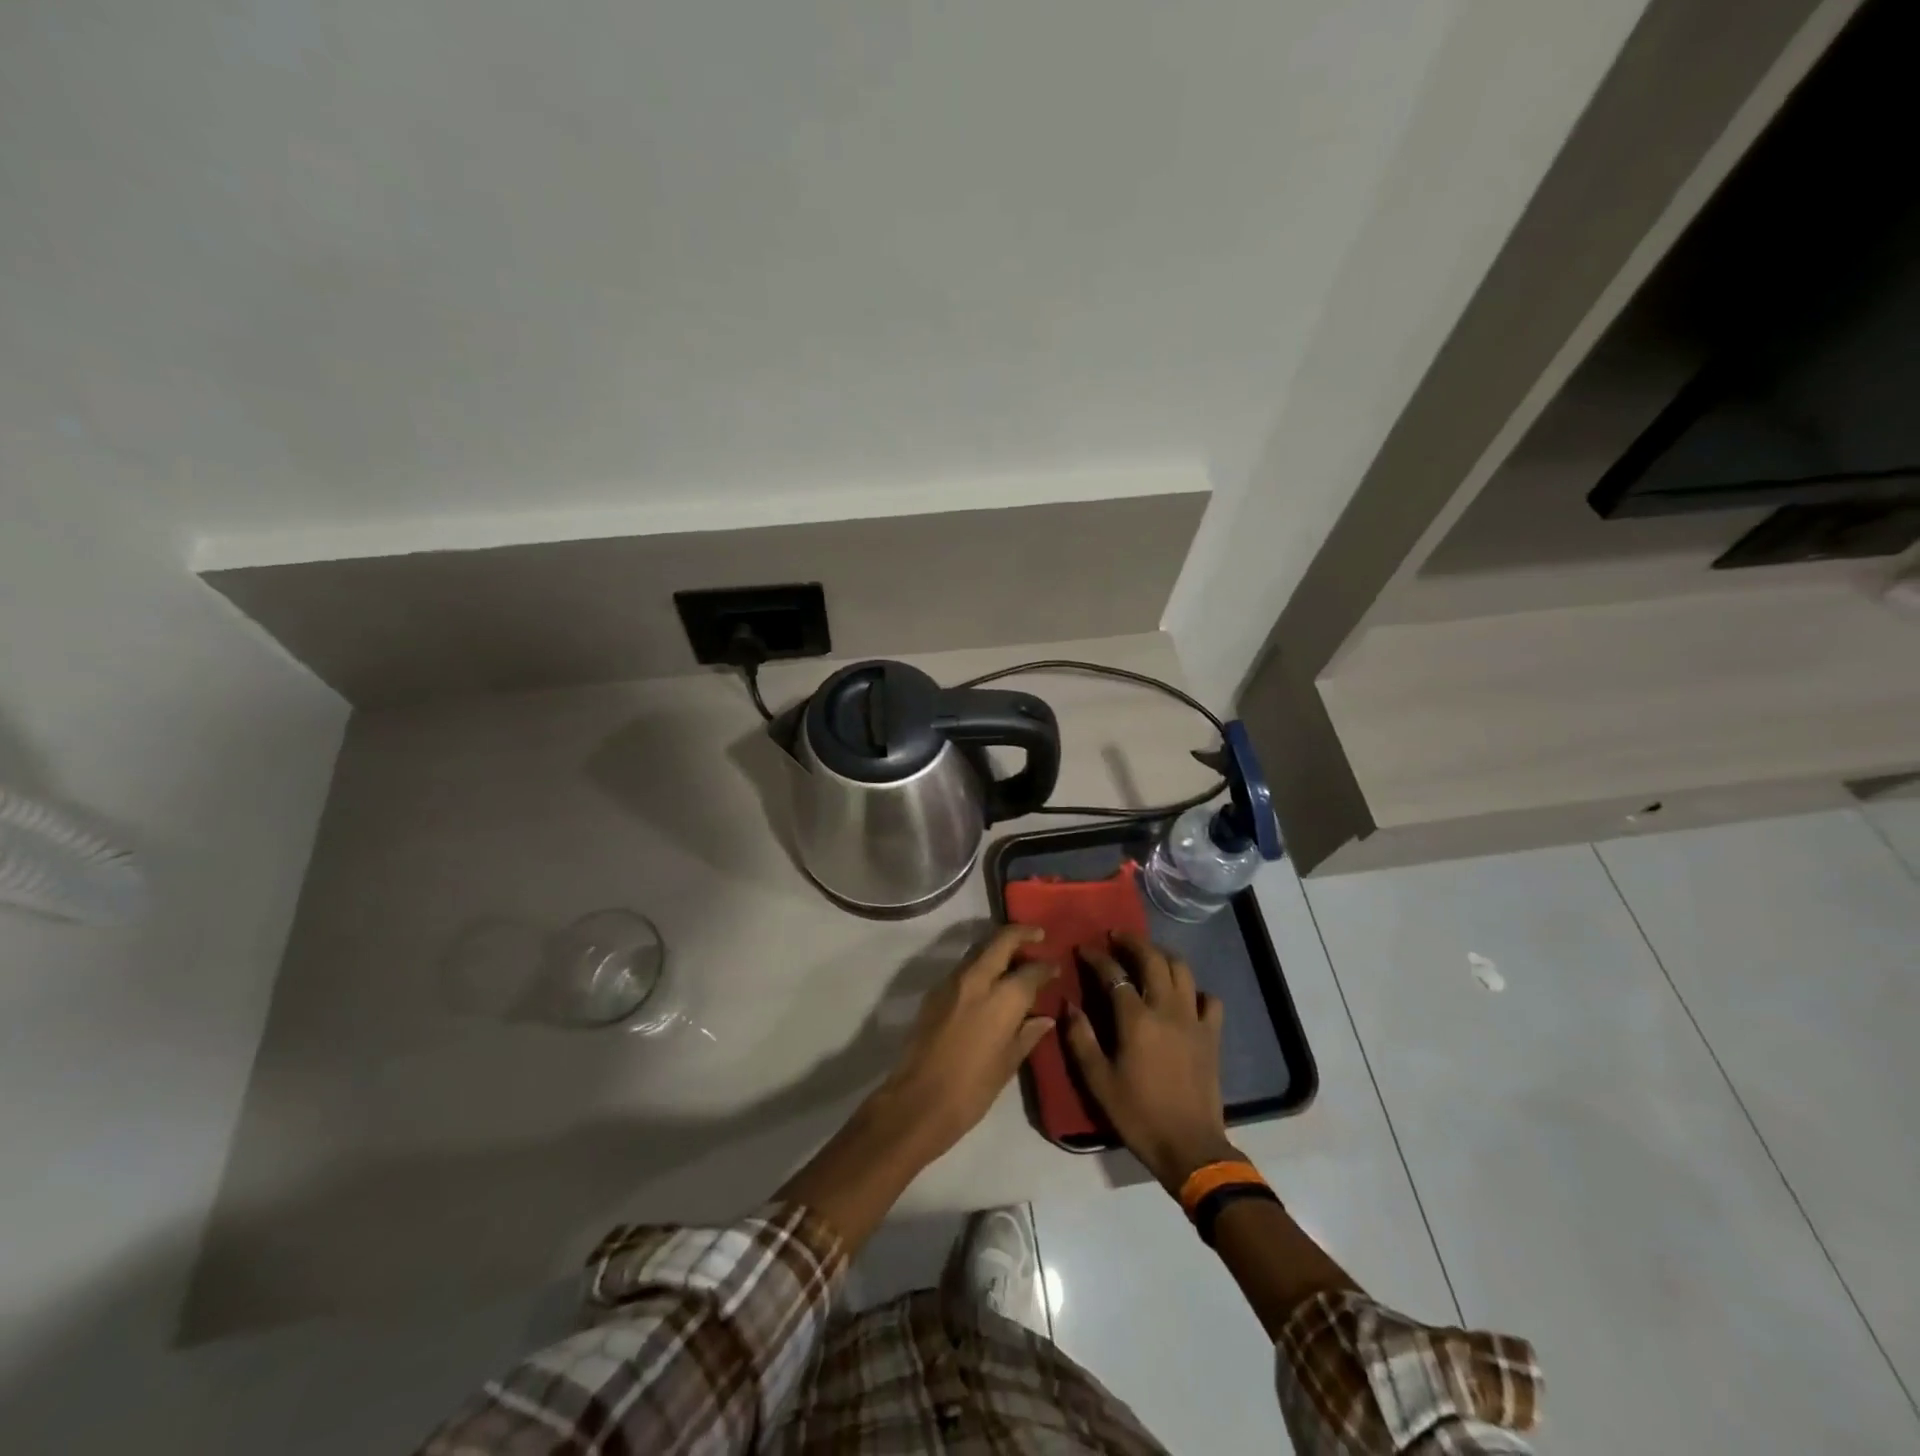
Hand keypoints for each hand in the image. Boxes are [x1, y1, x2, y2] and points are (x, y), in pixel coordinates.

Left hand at [867, 924, 1055, 1162]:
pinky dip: (981, 965)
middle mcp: (978, 980)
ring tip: (1014, 958)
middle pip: (1001, 941)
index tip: (1056, 967)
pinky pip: (964, 967)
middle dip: (1022, 933)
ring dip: (998, 947)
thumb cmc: (972, 1089)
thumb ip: (1028, 1034)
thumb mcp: (1008, 1064)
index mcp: (1003, 999)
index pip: (1031, 970)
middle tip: (1037, 935)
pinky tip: (989, 981)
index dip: (1047, 967)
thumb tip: (1045, 1017)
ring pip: (980, 950)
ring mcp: (952, 982)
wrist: (918, 1100)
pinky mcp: (935, 991)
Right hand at [1065, 931, 1237, 1191]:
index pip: (1114, 973)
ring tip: (1147, 954)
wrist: (1190, 1148)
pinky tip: (1183, 995)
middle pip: (1152, 959)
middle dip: (1133, 942)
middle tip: (1116, 936)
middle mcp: (1167, 1009)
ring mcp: (1194, 1020)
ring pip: (1182, 970)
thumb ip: (1080, 1038)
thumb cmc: (1138, 1115)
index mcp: (1136, 1019)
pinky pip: (1209, 1000)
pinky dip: (1195, 990)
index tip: (1083, 949)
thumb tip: (1068, 1005)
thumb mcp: (1098, 1081)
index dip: (1096, 957)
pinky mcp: (1212, 1036)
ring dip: (1162, 955)